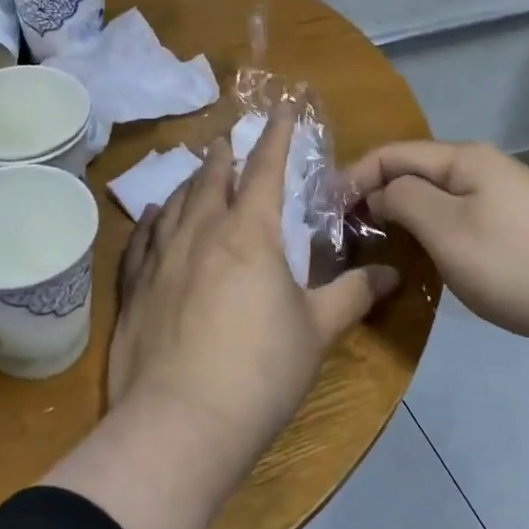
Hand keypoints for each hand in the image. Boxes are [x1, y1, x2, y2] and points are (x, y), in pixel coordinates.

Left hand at [109, 106, 398, 458]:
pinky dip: (152, 220)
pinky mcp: (134, 285)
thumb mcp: (316, 332)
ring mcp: (161, 256)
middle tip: (227, 140)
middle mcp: (200, 231)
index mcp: (249, 233)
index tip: (280, 108)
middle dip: (224, 155)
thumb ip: (353, 296)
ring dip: (189, 183)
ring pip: (175, 203)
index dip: (276, 136)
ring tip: (196, 173)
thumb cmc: (260, 371)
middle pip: (212, 178)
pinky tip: (153, 216)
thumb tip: (394, 274)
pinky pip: (142, 238)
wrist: (181, 421)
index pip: (266, 169)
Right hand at [343, 140, 528, 366]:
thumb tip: (378, 194)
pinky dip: (430, 237)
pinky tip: (420, 263)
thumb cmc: (518, 264)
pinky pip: (457, 224)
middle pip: (412, 174)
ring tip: (374, 250)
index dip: (353, 178)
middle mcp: (482, 170)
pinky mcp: (515, 233)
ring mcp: (502, 201)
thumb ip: (402, 200)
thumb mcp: (446, 229)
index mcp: (464, 159)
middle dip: (374, 199)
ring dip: (401, 221)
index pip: (391, 154)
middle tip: (345, 236)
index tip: (325, 213)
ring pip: (435, 201)